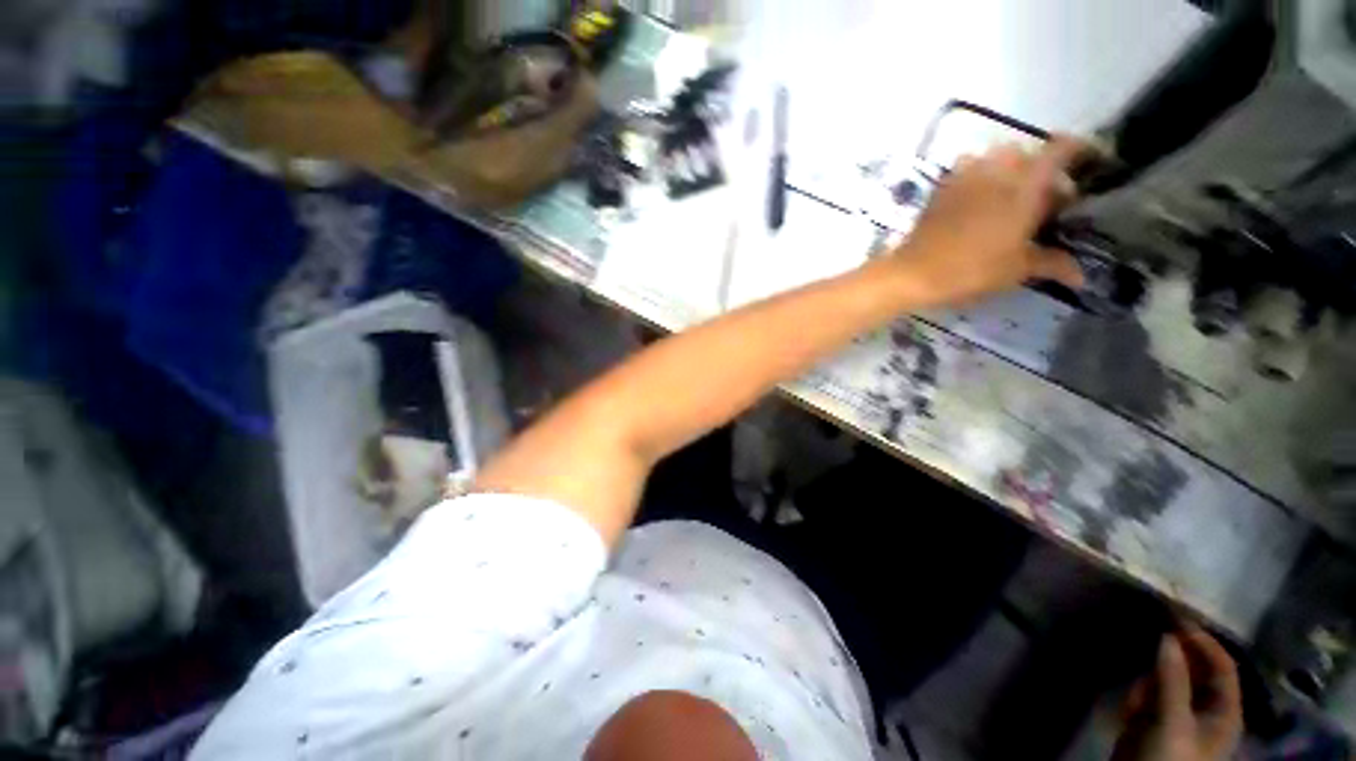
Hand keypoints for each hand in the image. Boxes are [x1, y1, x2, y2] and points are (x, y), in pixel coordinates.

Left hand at [891, 136, 1087, 305]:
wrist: (913, 273)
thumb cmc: (971, 269)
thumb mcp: (1017, 269)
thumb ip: (1052, 263)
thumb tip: (1081, 275)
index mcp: (1025, 185)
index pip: (1061, 149)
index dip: (1080, 148)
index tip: (1091, 160)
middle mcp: (997, 170)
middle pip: (1029, 154)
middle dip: (1041, 170)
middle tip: (1043, 199)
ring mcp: (965, 175)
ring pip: (997, 158)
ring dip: (1009, 171)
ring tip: (1009, 198)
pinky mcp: (942, 187)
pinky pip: (968, 169)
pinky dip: (980, 176)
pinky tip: (978, 201)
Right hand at [1112, 627, 1244, 760]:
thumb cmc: (1168, 759)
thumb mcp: (1171, 721)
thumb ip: (1172, 679)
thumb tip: (1168, 635)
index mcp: (1225, 712)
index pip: (1223, 667)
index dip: (1204, 642)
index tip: (1176, 619)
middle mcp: (1208, 709)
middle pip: (1196, 670)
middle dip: (1172, 662)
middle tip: (1151, 642)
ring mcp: (1182, 714)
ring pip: (1169, 680)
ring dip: (1151, 683)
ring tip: (1137, 703)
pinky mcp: (1158, 719)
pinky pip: (1152, 694)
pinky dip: (1140, 695)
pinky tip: (1130, 713)